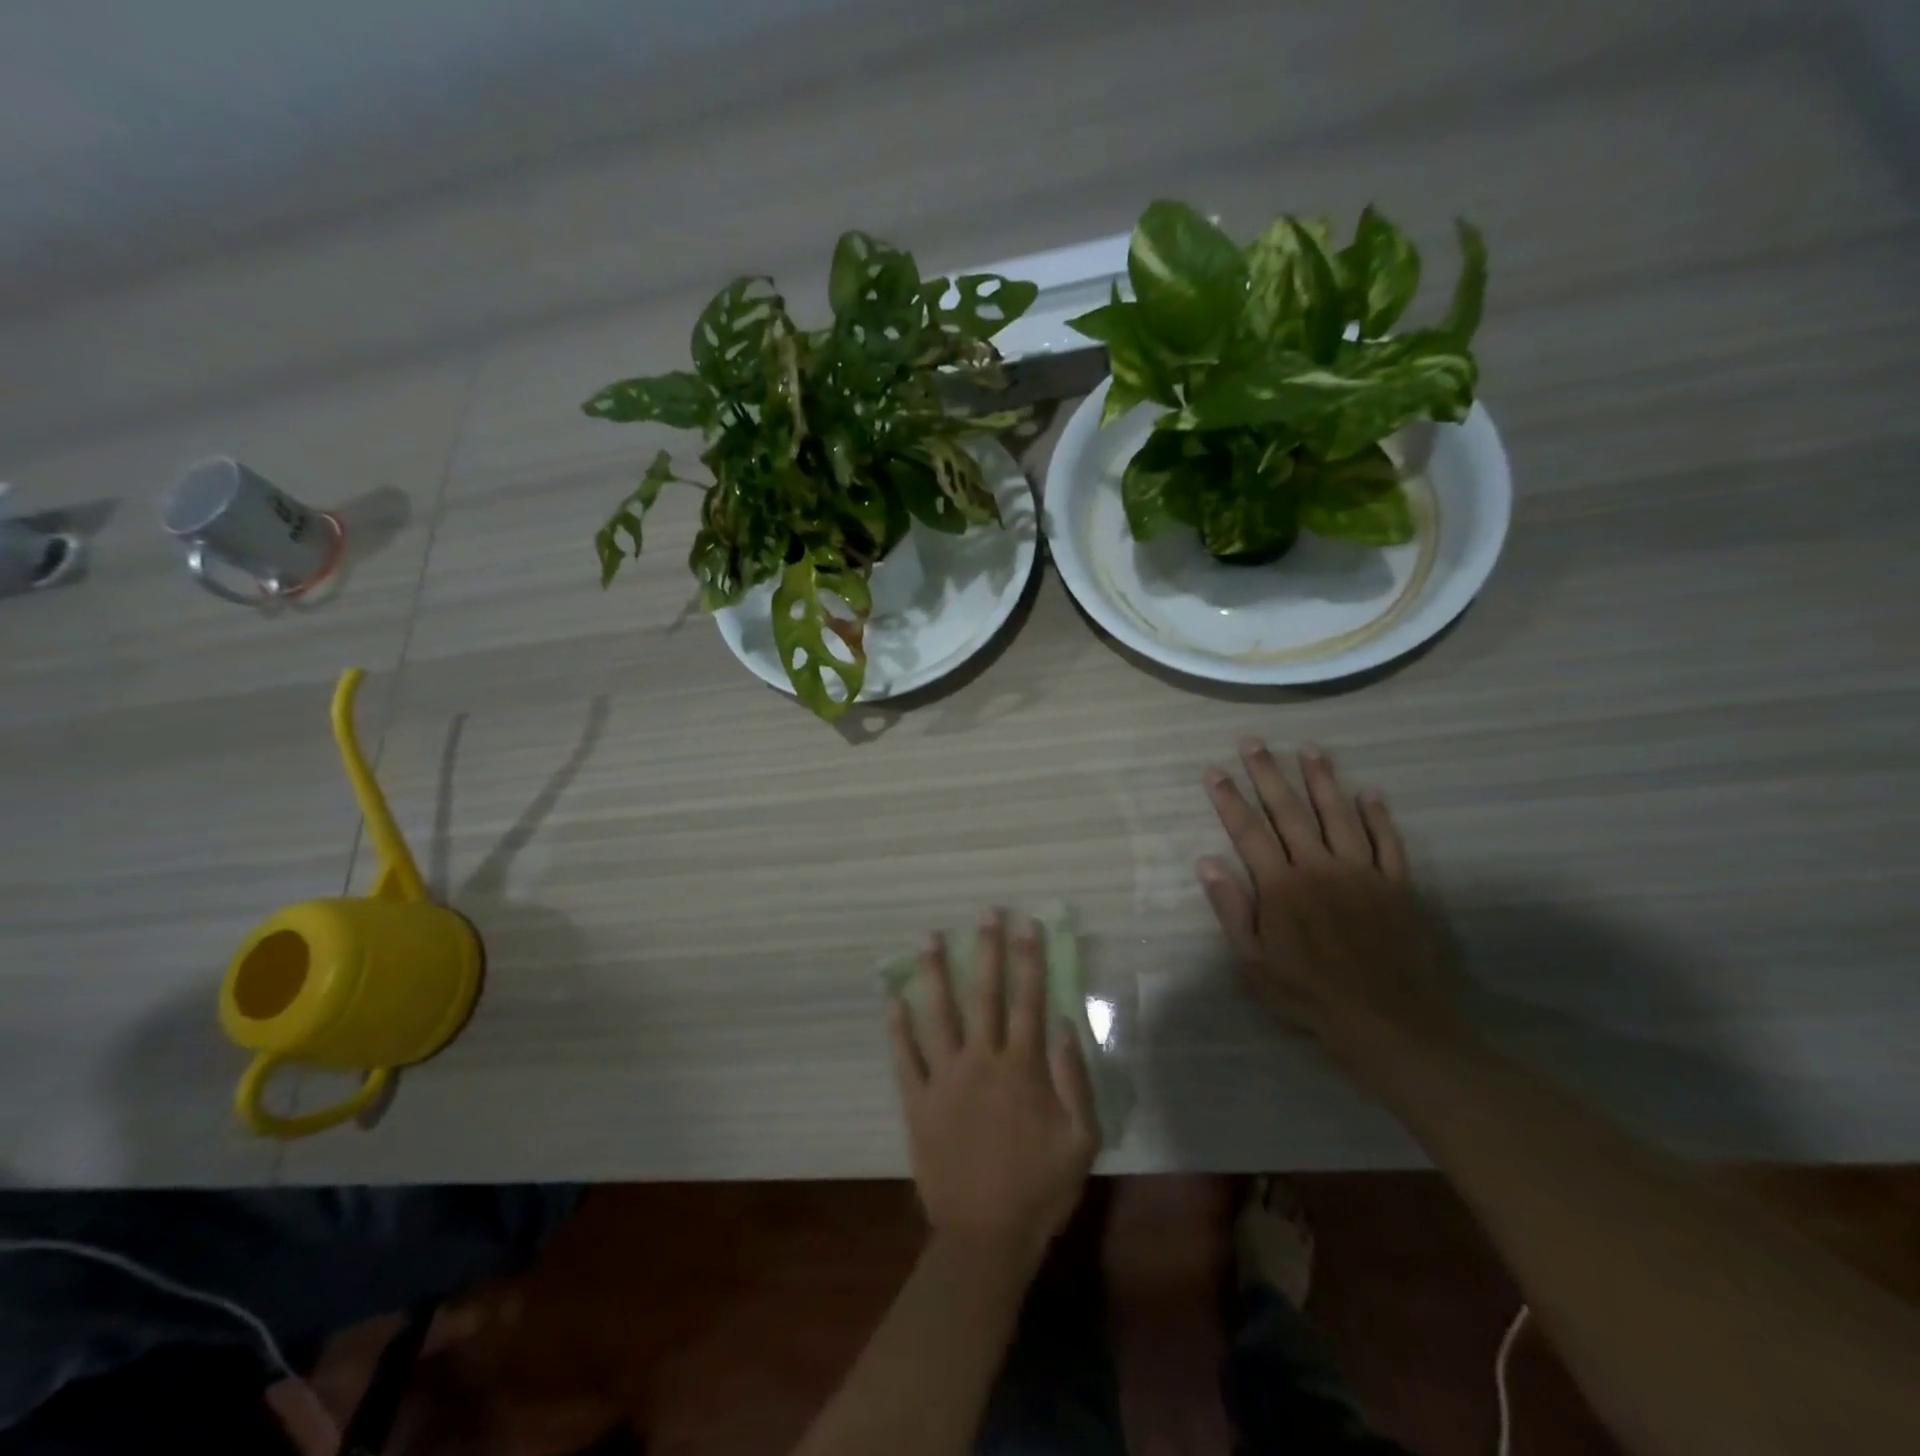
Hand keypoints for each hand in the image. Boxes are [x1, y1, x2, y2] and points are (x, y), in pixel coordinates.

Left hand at [889, 911, 1098, 1270]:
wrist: (986, 1237)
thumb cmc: (1040, 1189)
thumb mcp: (1082, 1140)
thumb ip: (1074, 1079)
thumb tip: (1063, 1023)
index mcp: (1021, 1068)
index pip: (1028, 999)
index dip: (1030, 958)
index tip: (1028, 923)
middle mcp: (981, 1061)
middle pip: (985, 994)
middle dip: (987, 949)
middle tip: (985, 912)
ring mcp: (944, 1078)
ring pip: (938, 1014)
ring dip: (934, 974)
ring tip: (929, 939)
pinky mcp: (917, 1101)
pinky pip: (905, 1057)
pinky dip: (898, 1027)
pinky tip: (893, 998)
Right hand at [1197, 739, 1463, 1060]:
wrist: (1389, 1021)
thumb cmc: (1310, 995)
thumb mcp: (1253, 963)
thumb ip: (1232, 909)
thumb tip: (1207, 862)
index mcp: (1281, 886)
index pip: (1248, 831)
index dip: (1229, 799)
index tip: (1214, 771)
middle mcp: (1319, 866)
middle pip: (1288, 811)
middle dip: (1268, 773)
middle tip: (1253, 741)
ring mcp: (1361, 871)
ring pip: (1338, 814)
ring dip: (1322, 779)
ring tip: (1309, 748)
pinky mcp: (1396, 884)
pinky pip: (1387, 841)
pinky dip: (1378, 815)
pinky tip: (1371, 793)